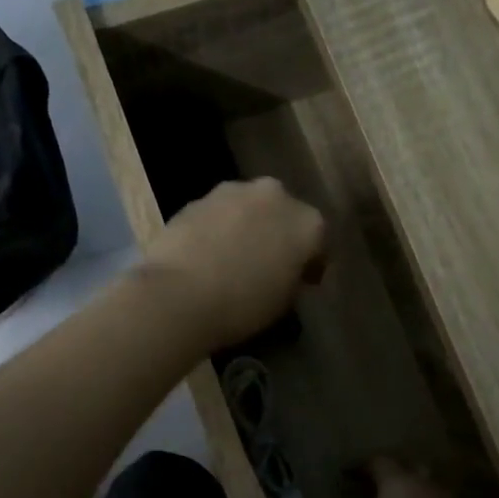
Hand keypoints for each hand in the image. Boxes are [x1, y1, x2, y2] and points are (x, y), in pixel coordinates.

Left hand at [140, 179, 326, 351]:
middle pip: (284, 214)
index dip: (311, 263)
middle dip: (279, 235)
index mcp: (308, 223)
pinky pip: (218, 214)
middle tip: (269, 264)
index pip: (319, 242)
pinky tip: (208, 255)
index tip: (304, 281)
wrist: (178, 295)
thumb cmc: (243, 306)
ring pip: (249, 209)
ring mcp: (234, 191)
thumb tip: (285, 270)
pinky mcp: (197, 198)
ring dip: (248, 227)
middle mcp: (275, 196)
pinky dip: (219, 229)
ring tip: (235, 258)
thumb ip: (292, 277)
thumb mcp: (283, 301)